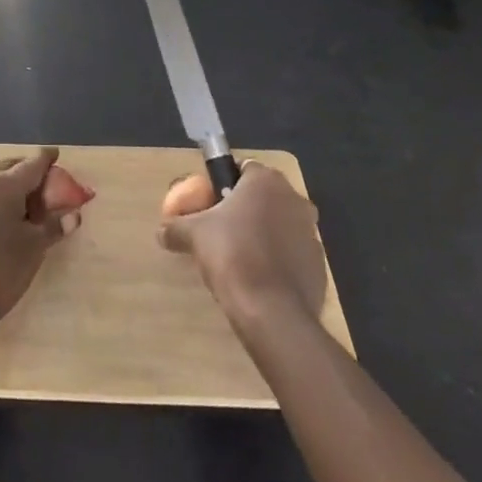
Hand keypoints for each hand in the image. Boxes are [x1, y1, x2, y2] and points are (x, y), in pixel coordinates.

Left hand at [0, 147, 79, 328]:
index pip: (32, 163)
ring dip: (11, 185)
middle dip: (28, 170)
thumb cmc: (1, 268)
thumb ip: (54, 226)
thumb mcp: (35, 247)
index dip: (47, 159)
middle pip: (10, 166)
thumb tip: (74, 215)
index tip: (56, 154)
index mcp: (4, 184)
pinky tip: (6, 218)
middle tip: (45, 183)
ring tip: (28, 204)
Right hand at [158, 162, 327, 326]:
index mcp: (265, 181)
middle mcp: (294, 199)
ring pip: (280, 225)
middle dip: (245, 209)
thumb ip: (176, 227)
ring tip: (238, 257)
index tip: (210, 204)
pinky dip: (277, 260)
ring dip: (263, 234)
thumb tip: (161, 231)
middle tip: (220, 230)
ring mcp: (311, 233)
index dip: (224, 184)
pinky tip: (258, 279)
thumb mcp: (193, 235)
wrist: (271, 312)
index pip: (243, 169)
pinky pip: (292, 254)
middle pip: (263, 196)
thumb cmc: (231, 255)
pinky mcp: (319, 265)